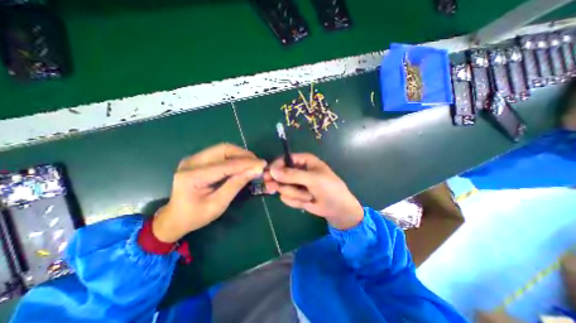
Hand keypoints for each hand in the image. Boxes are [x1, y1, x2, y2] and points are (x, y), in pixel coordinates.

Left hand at [154, 143, 268, 241]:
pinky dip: (233, 156)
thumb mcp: (218, 204)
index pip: (227, 164)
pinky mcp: (197, 159)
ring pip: (222, 148)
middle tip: (257, 163)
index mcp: (193, 176)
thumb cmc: (196, 216)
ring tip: (252, 163)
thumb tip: (255, 171)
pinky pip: (219, 152)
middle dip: (244, 154)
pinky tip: (241, 163)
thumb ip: (236, 185)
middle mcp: (191, 162)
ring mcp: (193, 158)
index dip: (247, 163)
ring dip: (240, 154)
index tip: (263, 164)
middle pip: (224, 149)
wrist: (175, 217)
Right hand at [263, 153, 360, 228]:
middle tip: (271, 189)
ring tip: (309, 196)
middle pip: (279, 174)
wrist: (337, 209)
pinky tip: (307, 202)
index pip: (284, 160)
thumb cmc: (329, 188)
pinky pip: (287, 198)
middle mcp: (298, 170)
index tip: (268, 175)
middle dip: (279, 183)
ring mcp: (296, 184)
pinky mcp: (295, 195)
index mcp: (304, 161)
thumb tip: (272, 171)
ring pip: (282, 188)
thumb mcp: (312, 179)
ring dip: (295, 194)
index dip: (275, 166)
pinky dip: (296, 201)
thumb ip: (292, 175)